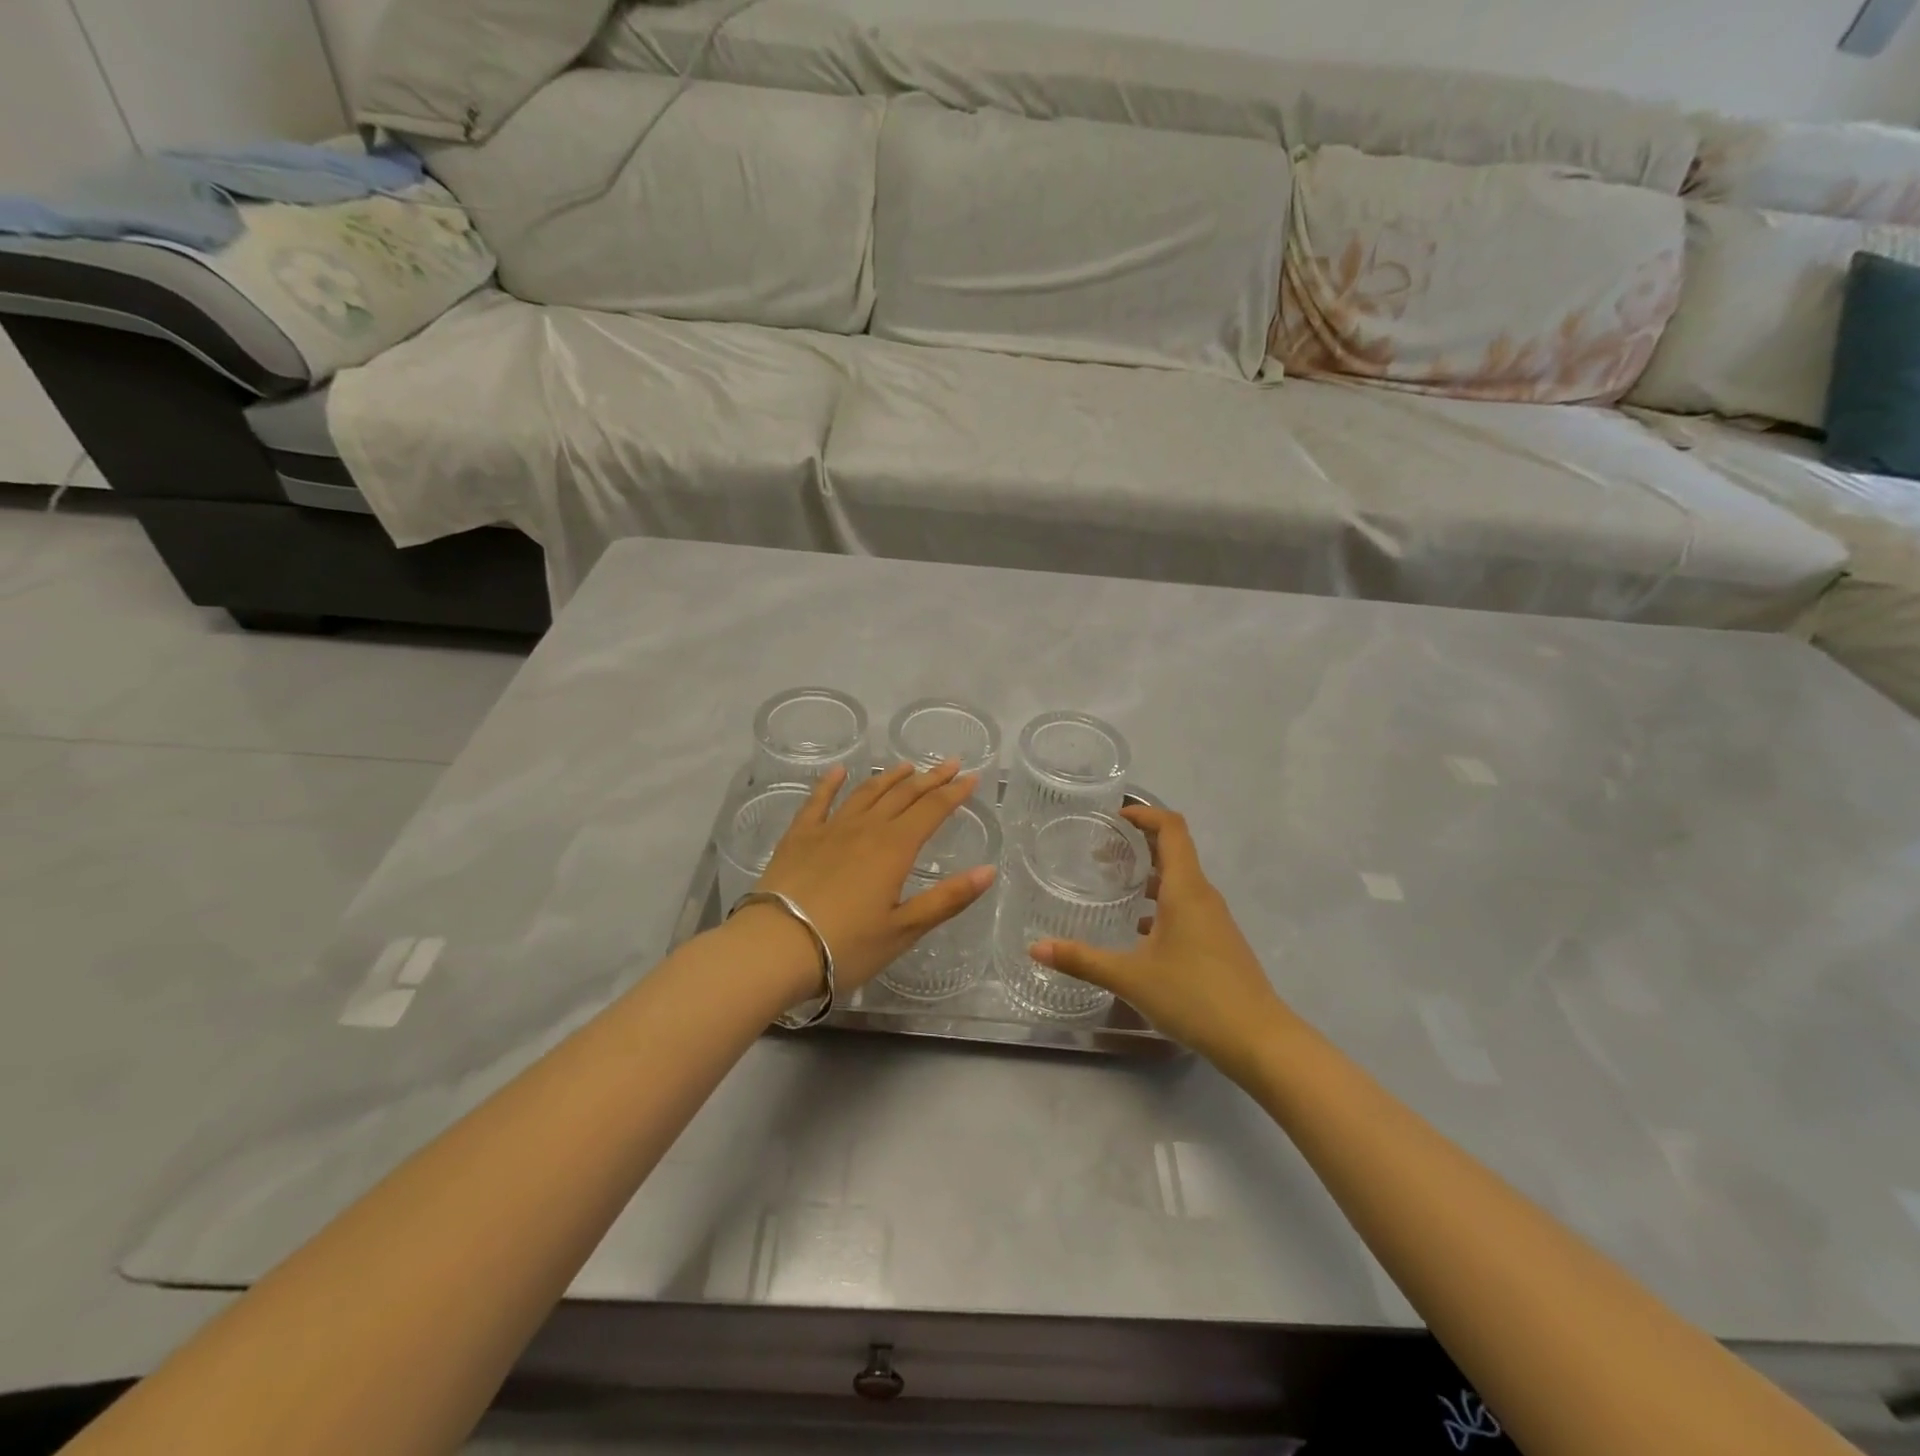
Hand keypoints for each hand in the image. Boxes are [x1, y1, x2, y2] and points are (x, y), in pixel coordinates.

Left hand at [749, 760, 997, 992]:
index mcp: (894, 848)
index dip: (954, 792)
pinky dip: (830, 783)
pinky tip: (839, 772)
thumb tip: (989, 870)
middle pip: (903, 795)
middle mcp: (865, 828)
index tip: (972, 777)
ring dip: (889, 777)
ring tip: (906, 766)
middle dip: (929, 778)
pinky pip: (818, 801)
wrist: (775, 947)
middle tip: (949, 764)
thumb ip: (947, 899)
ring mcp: (829, 829)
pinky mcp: (799, 837)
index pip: (932, 810)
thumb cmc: (846, 946)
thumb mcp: (904, 929)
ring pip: (866, 792)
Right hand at [1031, 805, 1286, 1080]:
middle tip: (1101, 850)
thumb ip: (1082, 960)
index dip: (1145, 814)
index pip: (1171, 828)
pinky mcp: (1218, 942)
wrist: (1258, 1040)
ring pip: (1181, 881)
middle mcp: (1203, 896)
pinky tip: (1138, 930)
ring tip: (1114, 886)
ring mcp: (1215, 920)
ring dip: (1150, 875)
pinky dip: (1161, 904)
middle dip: (1140, 844)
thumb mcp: (1130, 977)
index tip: (1115, 816)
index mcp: (1186, 889)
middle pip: (1175, 851)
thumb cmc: (1194, 996)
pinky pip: (1187, 906)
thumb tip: (1035, 948)